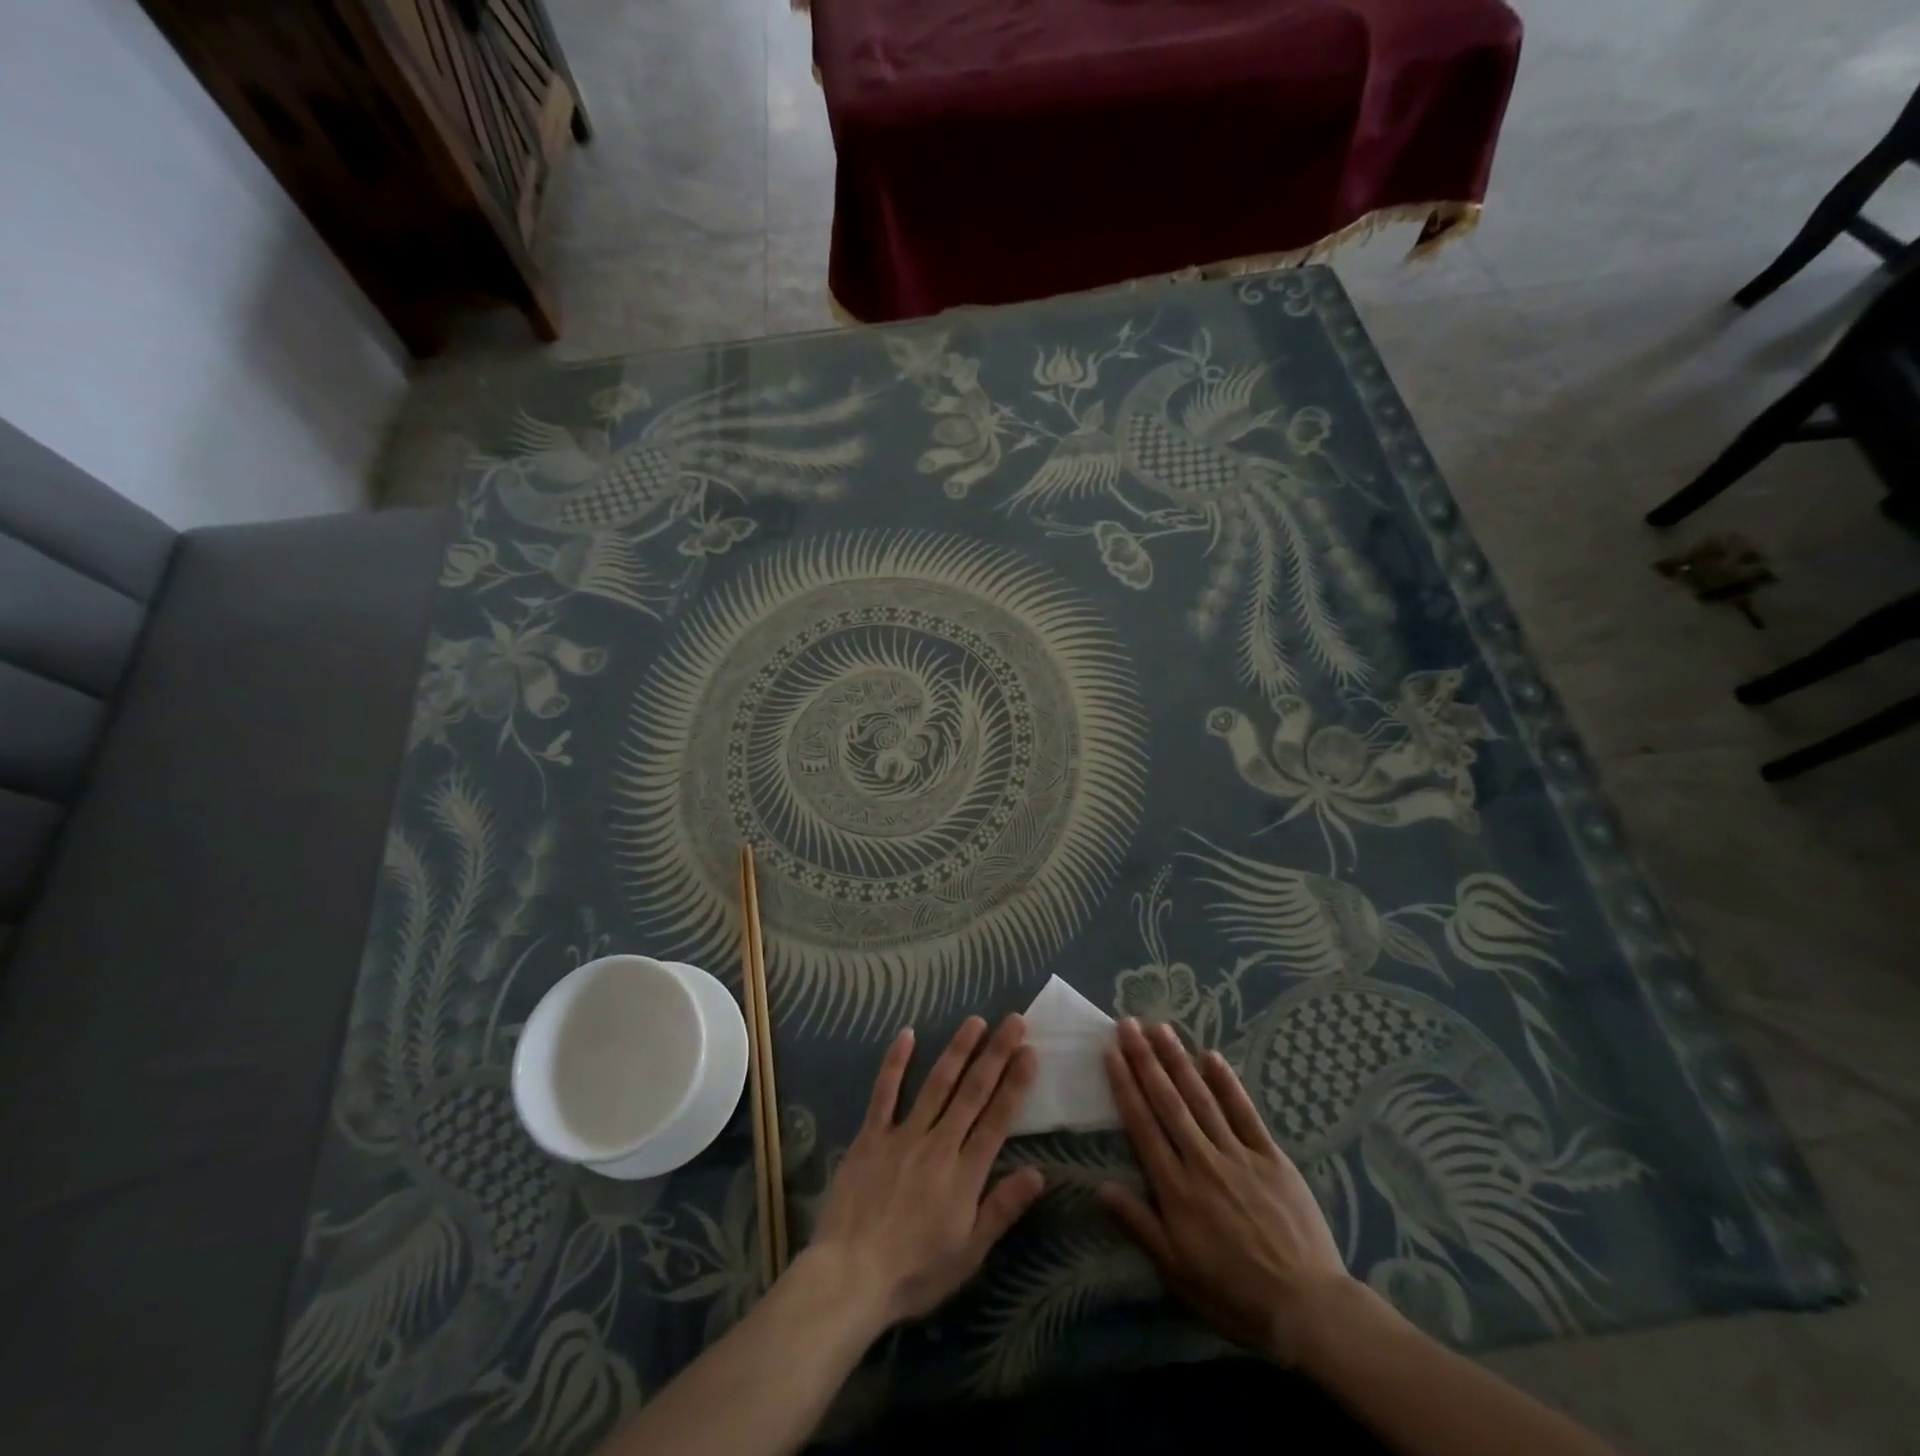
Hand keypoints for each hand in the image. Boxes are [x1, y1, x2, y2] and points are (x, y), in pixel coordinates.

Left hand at [808, 1015, 1044, 1329]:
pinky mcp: (871, 1136)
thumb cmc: (914, 1273)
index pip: (997, 1119)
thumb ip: (1002, 1209)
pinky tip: (907, 1034)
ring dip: (958, 1049)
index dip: (1015, 1083)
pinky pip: (885, 1093)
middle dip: (995, 1054)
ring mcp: (903, 1135)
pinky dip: (895, 1062)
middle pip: (972, 1092)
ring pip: (936, 1084)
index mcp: (965, 1174)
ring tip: (976, 1021)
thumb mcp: (968, 1253)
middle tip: (1013, 1021)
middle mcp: (939, 1144)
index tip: (1029, 1051)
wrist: (850, 1276)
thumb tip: (1038, 1173)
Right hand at [1099, 1019, 1353, 1365]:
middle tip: (1128, 1025)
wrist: (1308, 1309)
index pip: (1143, 1126)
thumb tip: (1100, 1187)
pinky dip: (1228, 1083)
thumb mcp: (1177, 1271)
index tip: (1110, 1053)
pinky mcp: (1271, 1157)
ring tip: (1160, 1029)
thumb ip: (1139, 1225)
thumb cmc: (1234, 1294)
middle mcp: (1203, 1161)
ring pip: (1202, 1098)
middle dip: (1145, 1060)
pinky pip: (1245, 1113)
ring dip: (1178, 1060)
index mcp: (1176, 1189)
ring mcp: (1238, 1155)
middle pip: (1168, 1101)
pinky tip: (1212, 1057)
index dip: (1125, 1086)